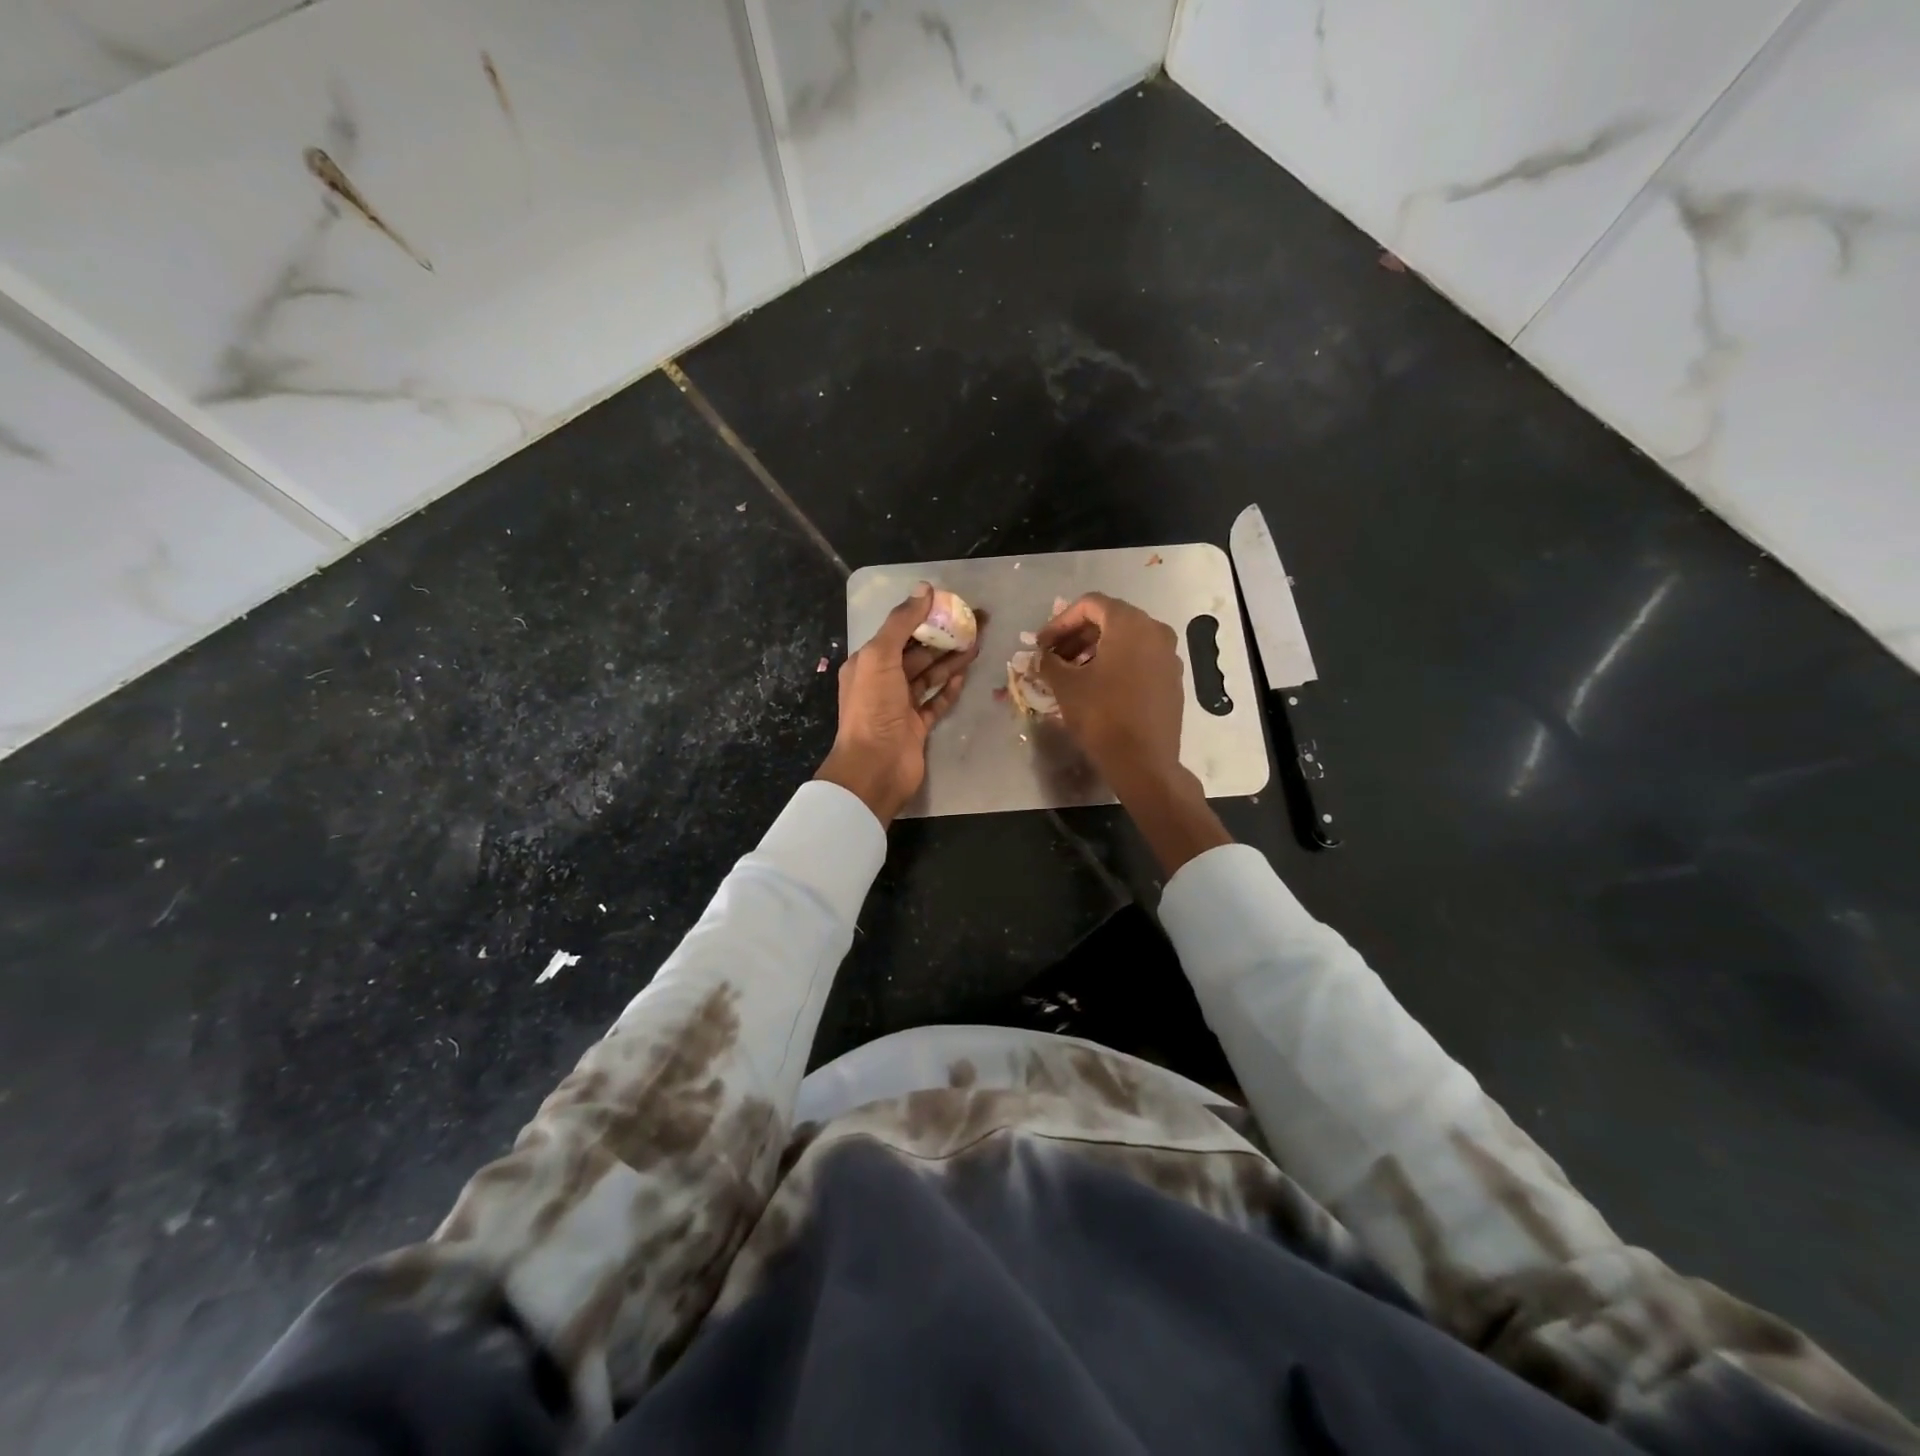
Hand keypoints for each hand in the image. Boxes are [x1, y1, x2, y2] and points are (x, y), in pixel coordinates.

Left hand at [816, 584, 978, 825]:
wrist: (875, 766)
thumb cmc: (873, 707)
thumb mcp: (880, 656)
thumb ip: (901, 622)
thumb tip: (924, 588)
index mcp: (868, 663)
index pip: (899, 632)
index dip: (925, 616)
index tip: (952, 604)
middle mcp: (882, 682)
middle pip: (918, 653)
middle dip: (944, 637)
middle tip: (975, 623)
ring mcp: (901, 706)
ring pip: (929, 676)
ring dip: (951, 659)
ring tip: (977, 643)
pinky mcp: (917, 727)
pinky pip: (936, 701)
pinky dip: (950, 688)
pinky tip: (965, 673)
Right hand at [1039, 593, 1229, 872]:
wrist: (1144, 762)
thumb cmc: (1102, 716)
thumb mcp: (1066, 686)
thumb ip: (1048, 662)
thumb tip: (1039, 656)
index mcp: (1130, 624)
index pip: (1090, 605)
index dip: (1060, 621)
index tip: (1042, 644)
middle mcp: (1155, 631)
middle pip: (1109, 620)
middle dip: (1076, 636)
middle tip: (1053, 657)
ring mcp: (1168, 656)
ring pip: (1125, 640)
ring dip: (1094, 650)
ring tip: (1071, 673)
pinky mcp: (1172, 679)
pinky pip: (1139, 659)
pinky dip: (1115, 664)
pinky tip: (1096, 687)